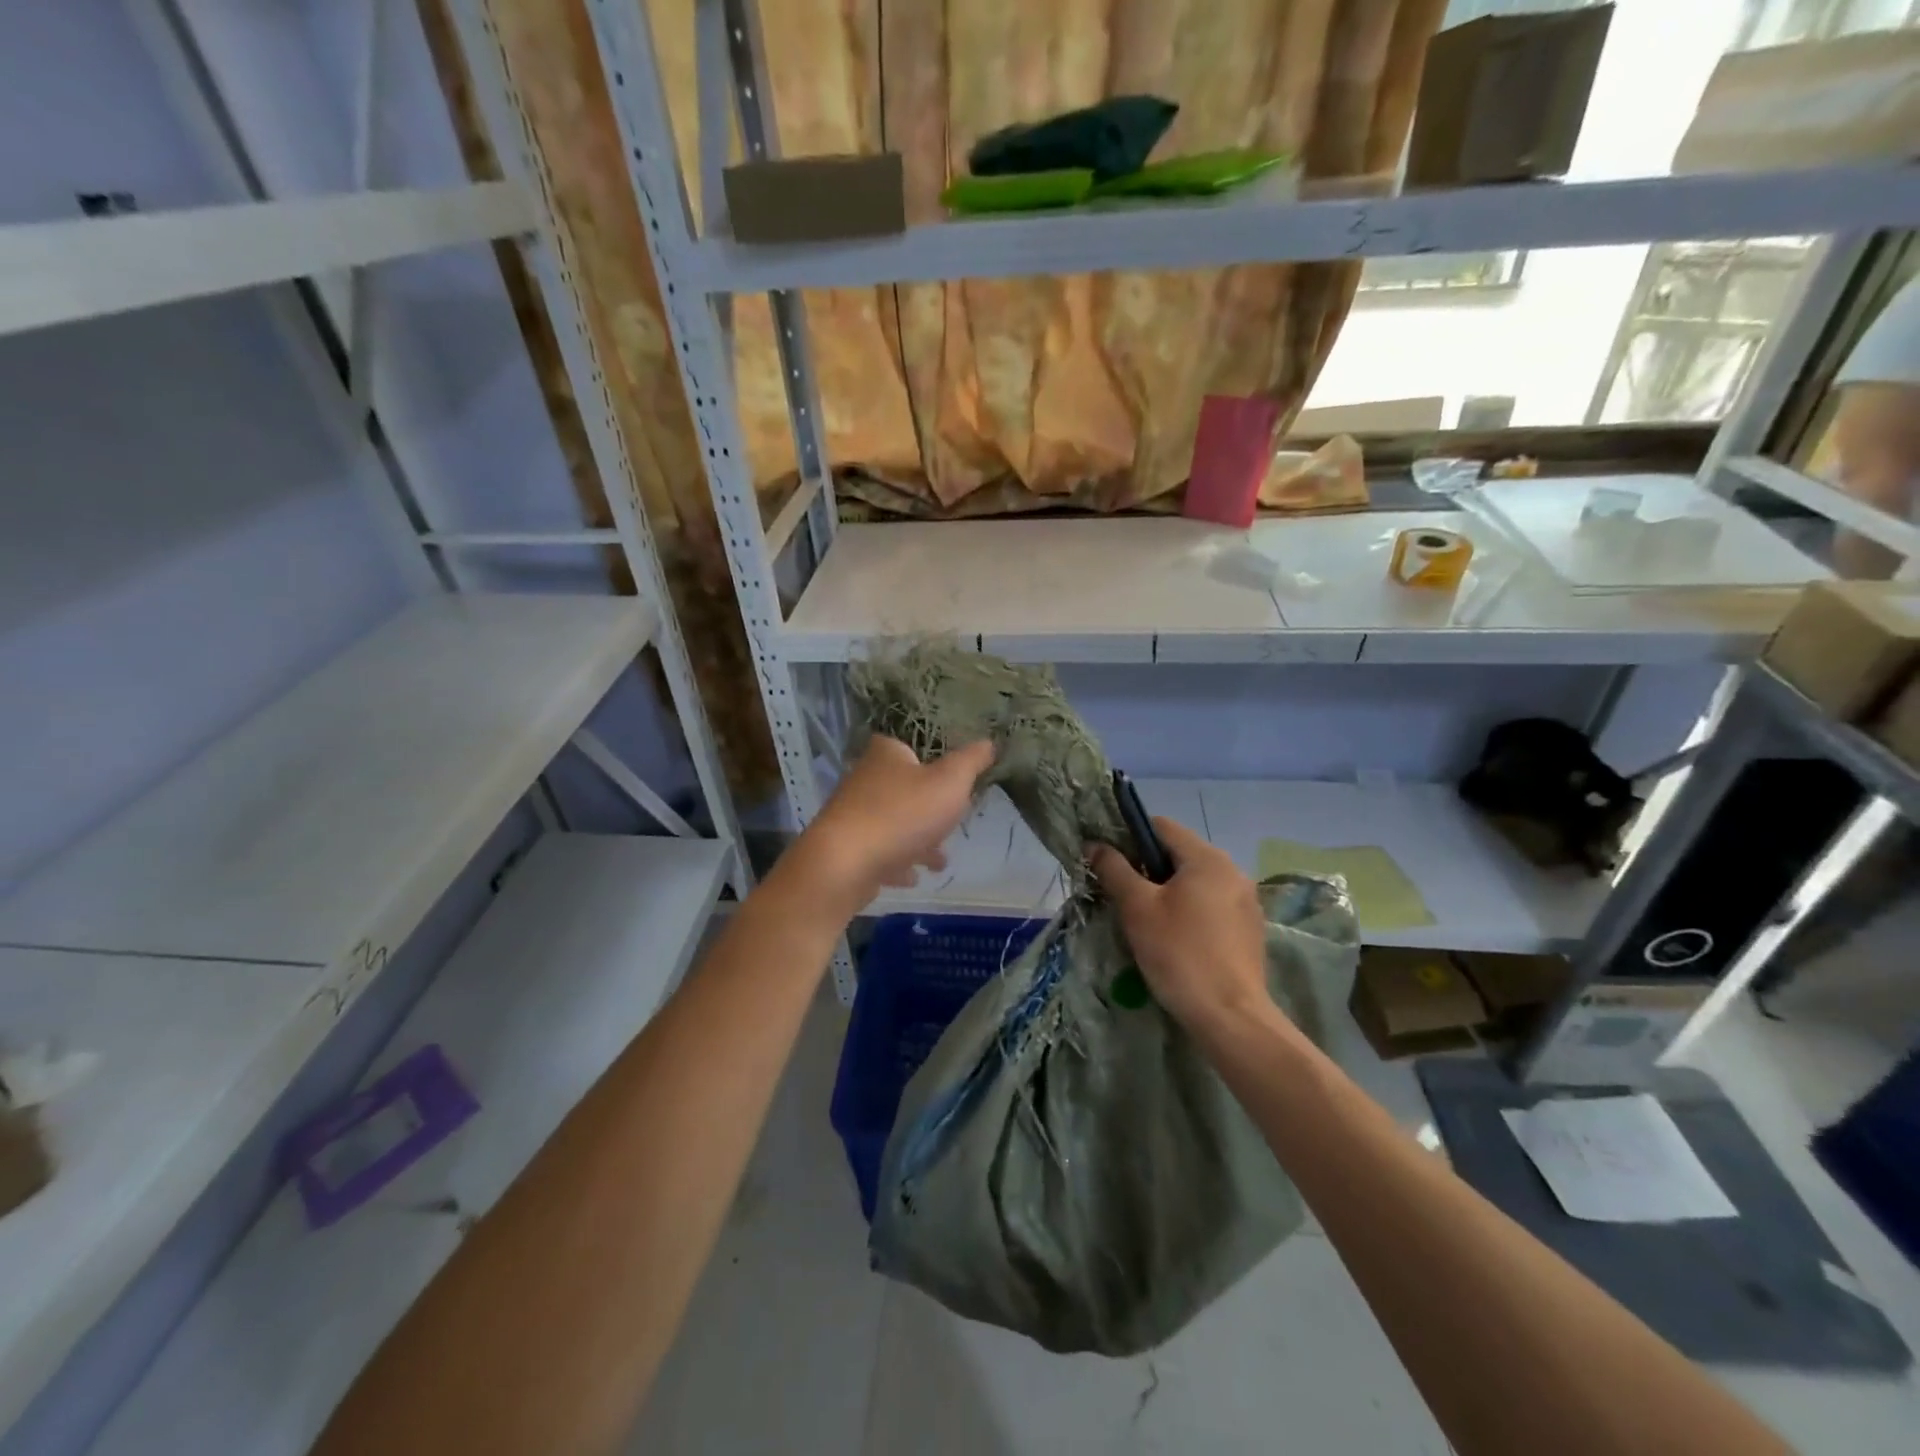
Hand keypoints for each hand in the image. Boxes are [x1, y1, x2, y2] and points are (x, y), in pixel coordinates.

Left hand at [802, 736, 994, 906]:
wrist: (844, 864)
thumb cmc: (903, 814)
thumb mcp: (950, 782)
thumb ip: (971, 762)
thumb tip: (989, 742)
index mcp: (887, 754)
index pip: (912, 748)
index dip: (934, 763)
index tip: (954, 783)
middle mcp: (865, 779)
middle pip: (905, 789)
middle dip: (930, 810)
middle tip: (952, 824)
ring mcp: (852, 814)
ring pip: (893, 824)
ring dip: (917, 840)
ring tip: (939, 861)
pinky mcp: (846, 848)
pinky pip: (878, 852)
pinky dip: (896, 862)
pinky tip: (912, 877)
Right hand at [1087, 818, 1271, 1036]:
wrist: (1229, 1017)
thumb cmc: (1179, 953)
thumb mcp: (1137, 908)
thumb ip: (1114, 869)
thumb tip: (1094, 844)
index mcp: (1208, 858)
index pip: (1160, 827)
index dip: (1129, 836)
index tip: (1109, 862)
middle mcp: (1233, 871)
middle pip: (1179, 854)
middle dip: (1147, 868)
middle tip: (1123, 896)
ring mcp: (1246, 901)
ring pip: (1195, 882)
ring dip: (1168, 891)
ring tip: (1146, 920)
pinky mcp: (1249, 929)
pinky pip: (1211, 905)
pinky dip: (1189, 911)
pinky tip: (1175, 939)